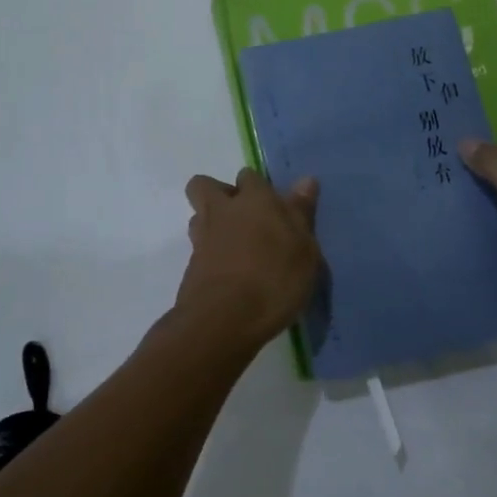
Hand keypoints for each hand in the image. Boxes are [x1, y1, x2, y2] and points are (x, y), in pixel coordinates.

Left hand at [175, 168, 322, 347]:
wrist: (223, 320)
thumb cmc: (274, 279)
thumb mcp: (303, 249)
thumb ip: (301, 213)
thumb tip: (306, 180)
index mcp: (254, 200)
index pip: (250, 177)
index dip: (257, 187)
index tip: (272, 205)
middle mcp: (222, 211)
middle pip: (205, 186)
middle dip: (218, 194)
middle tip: (243, 218)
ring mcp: (202, 238)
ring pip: (199, 216)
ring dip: (213, 224)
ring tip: (237, 248)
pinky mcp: (190, 267)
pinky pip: (199, 249)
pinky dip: (211, 255)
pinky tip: (230, 274)